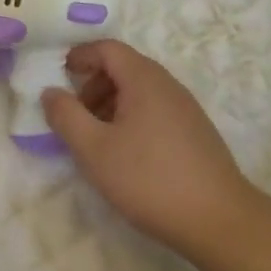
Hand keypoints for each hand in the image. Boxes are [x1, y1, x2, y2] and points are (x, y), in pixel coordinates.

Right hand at [41, 40, 255, 255]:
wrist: (220, 221)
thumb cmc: (149, 179)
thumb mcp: (94, 149)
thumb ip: (66, 116)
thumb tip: (50, 92)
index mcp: (144, 80)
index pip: (108, 48)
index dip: (80, 56)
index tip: (60, 76)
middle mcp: (167, 85)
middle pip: (124, 67)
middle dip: (93, 84)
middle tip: (76, 116)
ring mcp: (186, 109)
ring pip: (140, 91)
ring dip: (111, 104)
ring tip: (98, 139)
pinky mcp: (196, 132)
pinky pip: (155, 110)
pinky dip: (132, 118)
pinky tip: (127, 154)